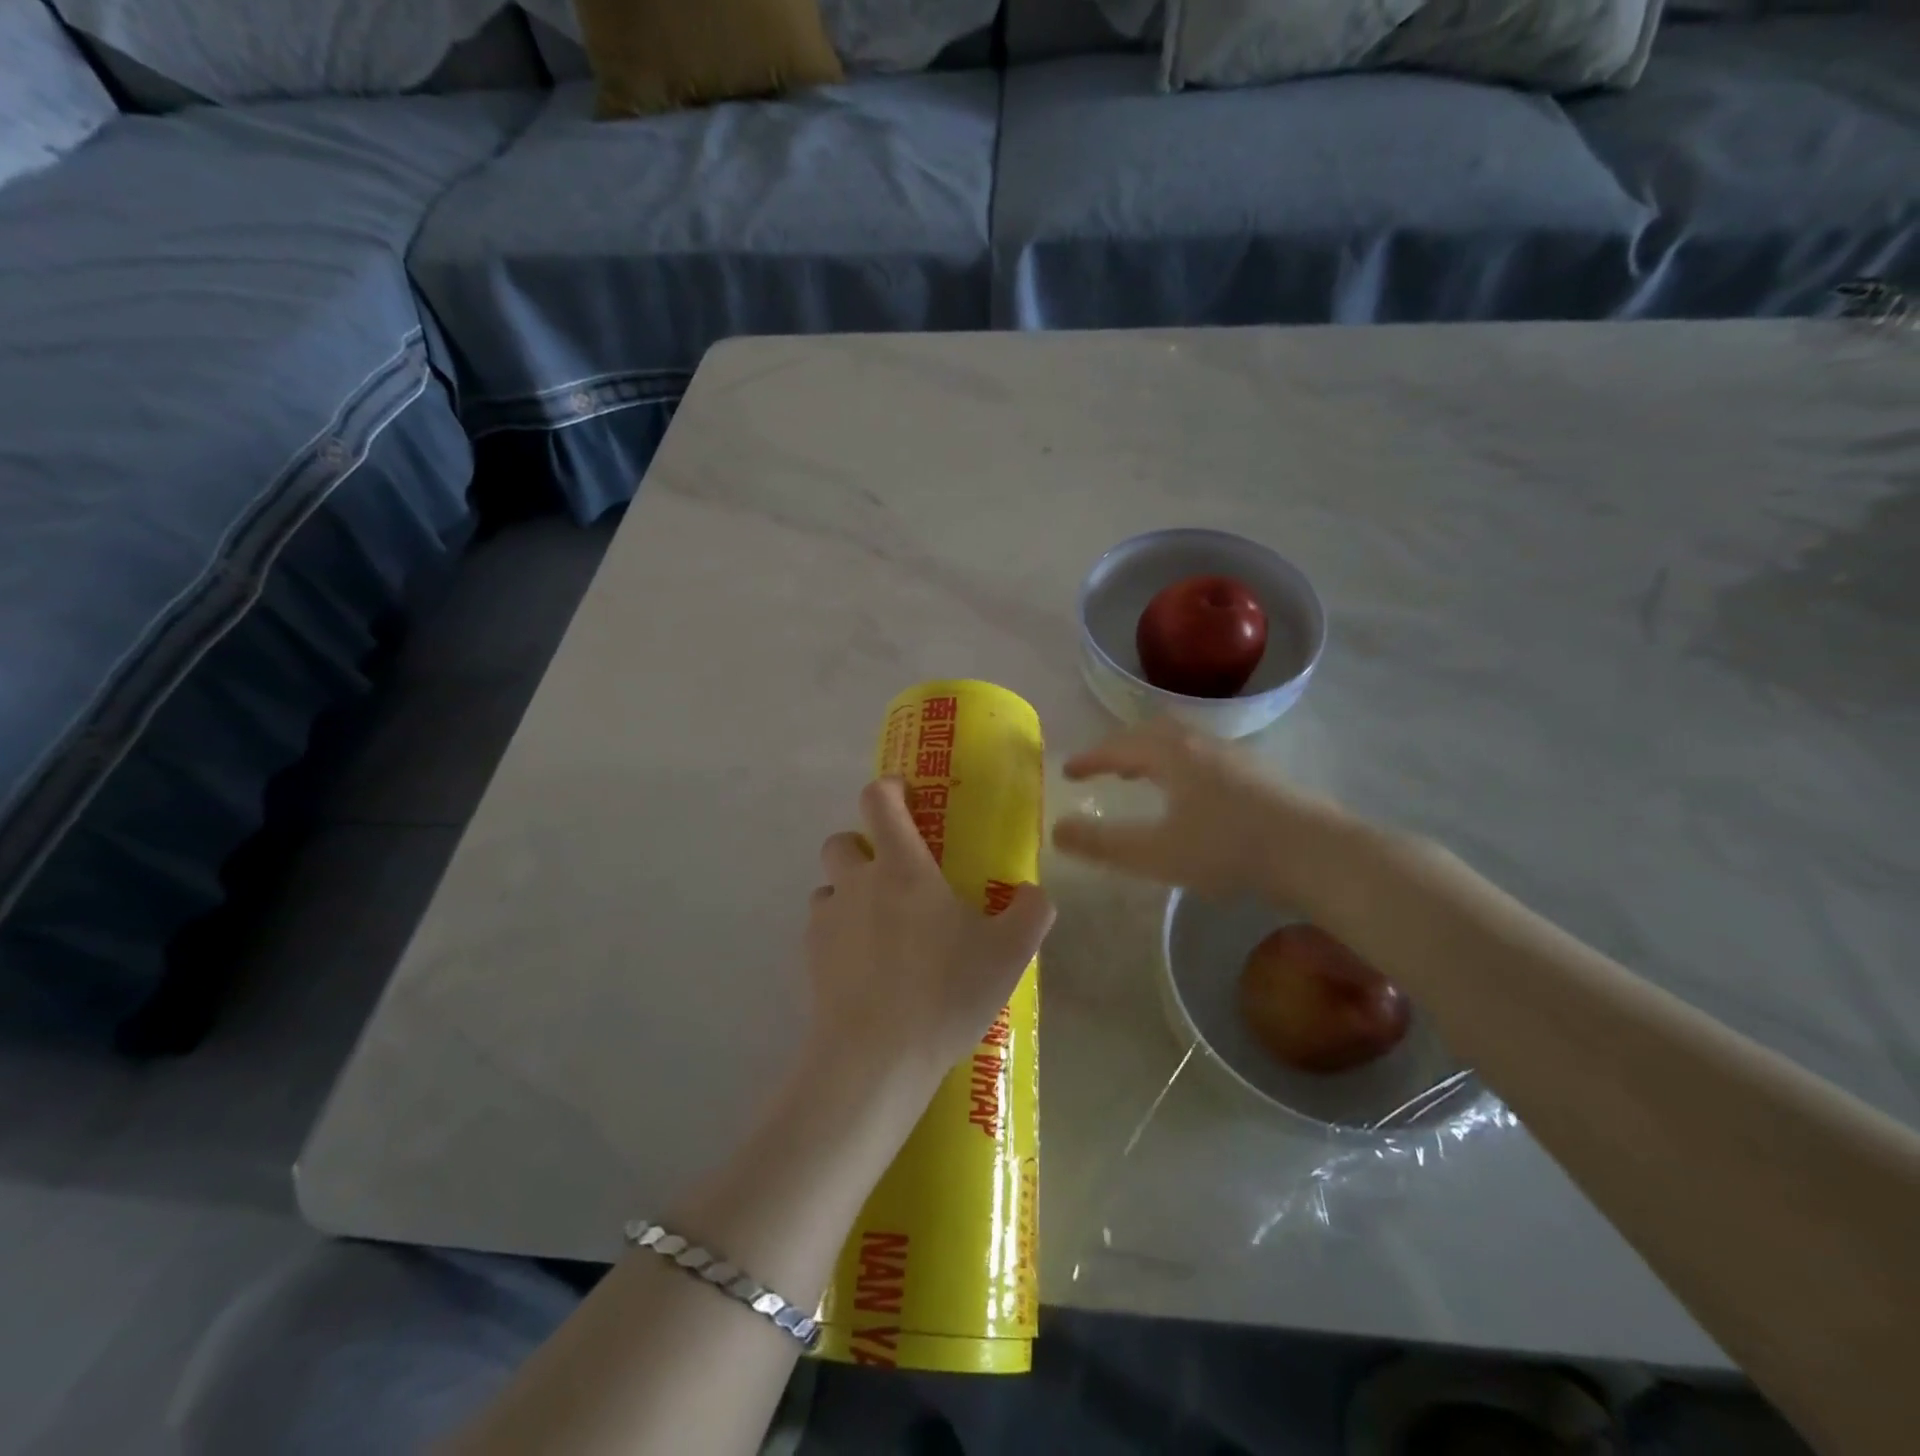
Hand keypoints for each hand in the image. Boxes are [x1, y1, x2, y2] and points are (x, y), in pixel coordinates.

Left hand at [806, 779, 1054, 1112]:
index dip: (889, 788)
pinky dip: (839, 932)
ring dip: (849, 892)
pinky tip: (865, 966)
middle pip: (842, 839)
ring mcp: (828, 919)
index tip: (906, 795)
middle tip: (896, 875)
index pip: (878, 800)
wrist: (876, 1057)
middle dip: (864, 846)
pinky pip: (822, 927)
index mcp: (902, 867)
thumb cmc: (945, 991)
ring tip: (880, 927)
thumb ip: (1030, 912)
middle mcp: (857, 882)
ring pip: (829, 885)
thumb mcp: (1009, 953)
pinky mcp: (809, 957)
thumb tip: (1033, 893)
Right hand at [1051, 720, 1352, 904]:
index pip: (1118, 747)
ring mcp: (1233, 755)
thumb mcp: (1155, 853)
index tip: (1067, 770)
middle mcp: (1200, 744)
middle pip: (1150, 733)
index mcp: (1171, 754)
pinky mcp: (1257, 773)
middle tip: (1104, 769)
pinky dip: (1179, 765)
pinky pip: (1203, 756)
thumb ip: (1102, 844)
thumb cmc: (1227, 849)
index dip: (1089, 758)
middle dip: (1121, 749)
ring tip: (1141, 778)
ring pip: (1181, 742)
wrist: (1315, 852)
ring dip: (1152, 755)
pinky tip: (1190, 796)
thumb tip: (1057, 830)